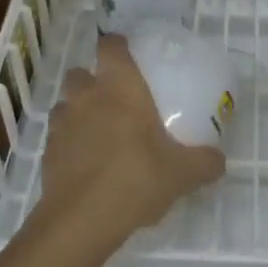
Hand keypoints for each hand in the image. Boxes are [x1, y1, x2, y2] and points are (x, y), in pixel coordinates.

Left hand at [35, 34, 225, 250]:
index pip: (110, 46)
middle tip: (114, 100)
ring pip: (66, 104)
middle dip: (92, 81)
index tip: (128, 55)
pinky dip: (69, 143)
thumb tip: (219, 160)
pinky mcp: (47, 152)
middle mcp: (87, 96)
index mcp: (119, 86)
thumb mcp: (181, 173)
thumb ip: (204, 162)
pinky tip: (86, 163)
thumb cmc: (135, 179)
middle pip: (81, 73)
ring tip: (98, 132)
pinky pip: (58, 136)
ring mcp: (62, 124)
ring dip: (78, 111)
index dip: (117, 45)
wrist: (81, 221)